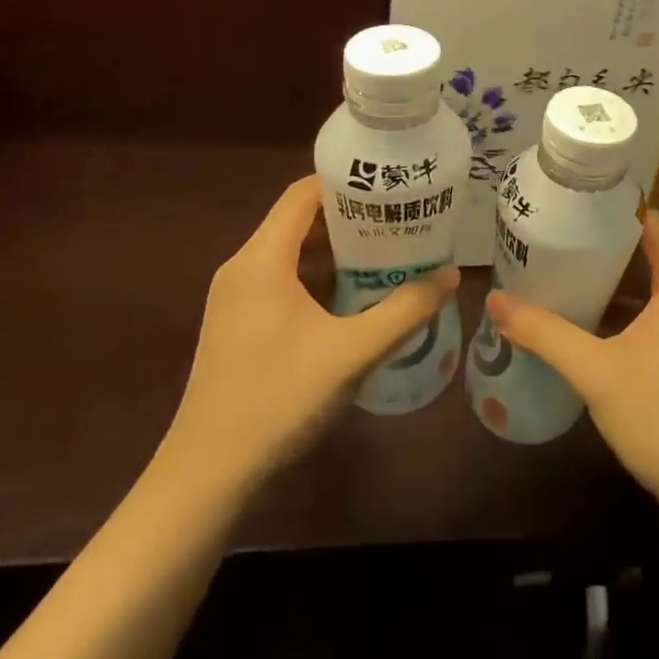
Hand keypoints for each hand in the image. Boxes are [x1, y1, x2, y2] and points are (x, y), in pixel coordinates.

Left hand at [163, 176, 457, 493]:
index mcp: (262, 259)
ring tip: (387, 253)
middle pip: (298, 219)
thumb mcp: (353, 353)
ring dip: (335, 249)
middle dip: (350, 216)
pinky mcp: (236, 322)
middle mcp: (242, 267)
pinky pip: (280, 278)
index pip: (304, 194)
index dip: (347, 183)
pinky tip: (352, 297)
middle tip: (400, 220)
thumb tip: (451, 275)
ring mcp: (235, 297)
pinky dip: (316, 275)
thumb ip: (405, 310)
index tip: (391, 187)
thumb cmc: (278, 401)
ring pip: (290, 251)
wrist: (207, 475)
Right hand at [486, 210, 658, 522]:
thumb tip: (495, 300)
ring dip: (623, 284)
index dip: (613, 210)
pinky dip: (639, 312)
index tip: (572, 207)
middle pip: (655, 254)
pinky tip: (602, 329)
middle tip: (559, 243)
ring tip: (572, 279)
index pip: (652, 223)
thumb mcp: (595, 372)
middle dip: (608, 248)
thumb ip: (544, 332)